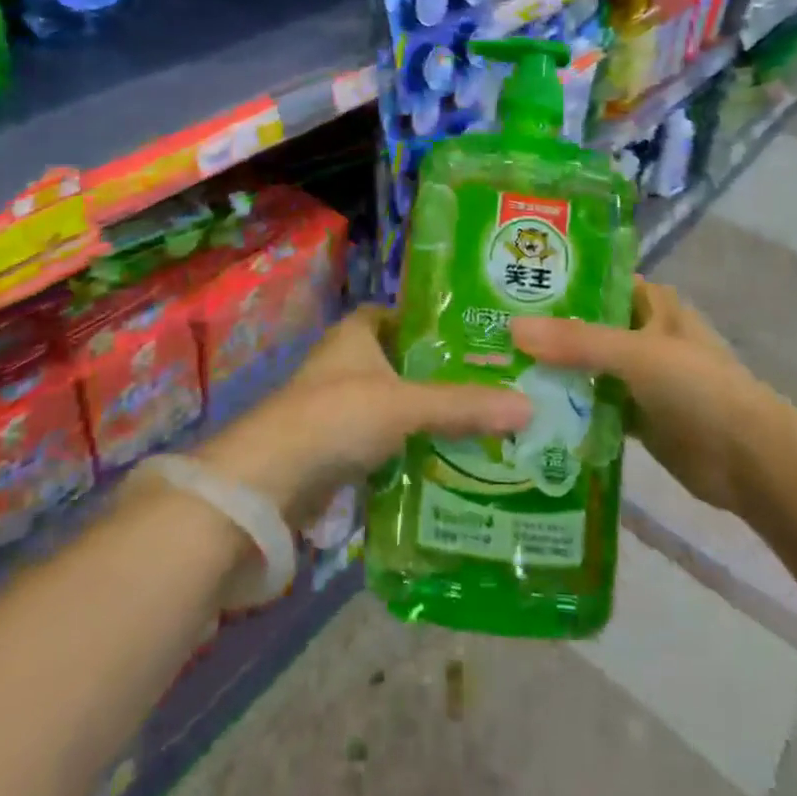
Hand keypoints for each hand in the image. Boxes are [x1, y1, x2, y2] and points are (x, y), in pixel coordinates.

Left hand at [194, 305, 531, 524]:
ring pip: (390, 405)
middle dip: (435, 374)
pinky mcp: (331, 448)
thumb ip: (463, 406)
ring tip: (476, 424)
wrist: (269, 481)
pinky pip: (379, 442)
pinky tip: (441, 462)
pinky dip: (405, 450)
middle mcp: (343, 363)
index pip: (396, 314)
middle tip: (487, 384)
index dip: (428, 321)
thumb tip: (527, 407)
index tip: (469, 336)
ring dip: (422, 416)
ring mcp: (334, 407)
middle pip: (398, 362)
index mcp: (355, 333)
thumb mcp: (407, 405)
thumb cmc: (337, 416)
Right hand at [514, 279, 762, 515]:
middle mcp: (643, 333)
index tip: (508, 285)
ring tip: (497, 369)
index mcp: (651, 303)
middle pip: (586, 326)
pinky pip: (594, 405)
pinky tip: (528, 411)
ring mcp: (640, 376)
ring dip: (553, 371)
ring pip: (587, 366)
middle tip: (489, 332)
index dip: (557, 282)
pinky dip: (569, 408)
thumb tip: (512, 329)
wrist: (749, 461)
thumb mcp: (636, 354)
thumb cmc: (698, 388)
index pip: (595, 282)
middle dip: (546, 331)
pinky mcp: (637, 416)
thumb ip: (576, 341)